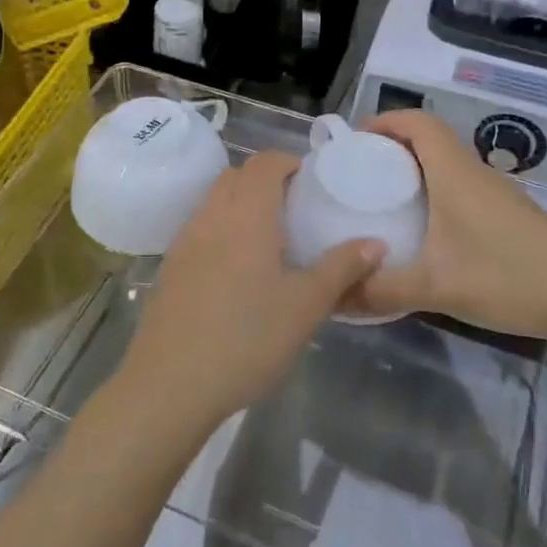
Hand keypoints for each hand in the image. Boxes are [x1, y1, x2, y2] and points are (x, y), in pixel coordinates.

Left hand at [116, 151, 384, 442]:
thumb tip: (376, 243)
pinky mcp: (170, 267)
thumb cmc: (247, 338)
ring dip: (240, 203)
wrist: (170, 384)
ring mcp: (185, 240)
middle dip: (265, 180)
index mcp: (246, 214)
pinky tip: (236, 270)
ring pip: (214, 201)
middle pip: (236, 176)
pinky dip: (221, 229)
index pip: (264, 163)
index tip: (311, 182)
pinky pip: (200, 228)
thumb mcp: (305, 306)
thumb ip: (341, 269)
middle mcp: (212, 216)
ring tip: (269, 239)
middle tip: (294, 209)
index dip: (288, 162)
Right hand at [340, 111, 546, 335]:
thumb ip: (383, 290)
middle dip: (393, 147)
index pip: (417, 122)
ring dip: (417, 170)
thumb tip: (337, 297)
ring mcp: (497, 193)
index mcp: (454, 173)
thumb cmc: (508, 277)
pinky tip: (429, 231)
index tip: (356, 143)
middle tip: (363, 175)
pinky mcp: (510, 214)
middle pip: (430, 138)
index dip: (384, 121)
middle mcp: (474, 172)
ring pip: (448, 163)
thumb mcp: (436, 288)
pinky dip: (438, 192)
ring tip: (388, 201)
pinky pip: (463, 186)